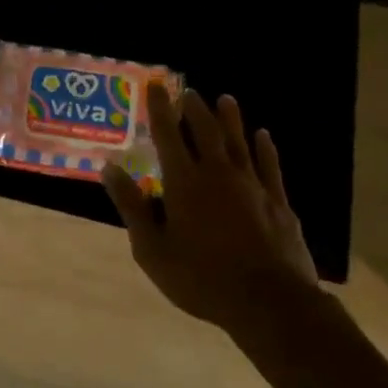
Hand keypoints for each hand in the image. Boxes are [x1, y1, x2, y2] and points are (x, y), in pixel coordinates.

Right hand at [102, 83, 317, 331]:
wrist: (269, 302)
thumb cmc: (201, 278)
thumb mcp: (152, 249)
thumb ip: (132, 206)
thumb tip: (109, 168)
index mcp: (184, 182)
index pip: (168, 135)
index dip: (160, 108)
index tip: (156, 85)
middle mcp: (218, 174)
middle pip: (206, 131)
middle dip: (195, 109)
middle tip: (189, 91)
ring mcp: (252, 185)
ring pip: (239, 142)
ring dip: (230, 119)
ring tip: (226, 99)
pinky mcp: (278, 202)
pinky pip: (269, 165)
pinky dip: (265, 148)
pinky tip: (264, 136)